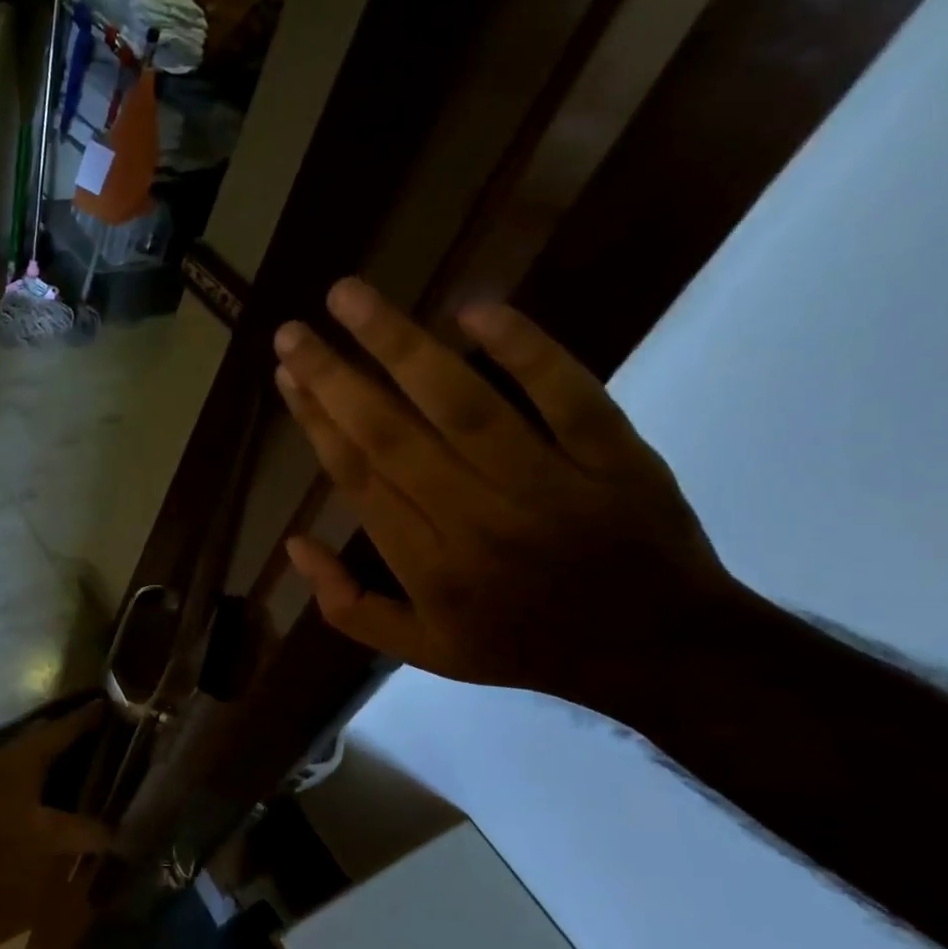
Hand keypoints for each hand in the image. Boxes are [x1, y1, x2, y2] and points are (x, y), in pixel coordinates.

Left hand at [0, 701, 110, 884]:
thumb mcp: (44, 835)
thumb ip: (81, 832)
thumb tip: (115, 834)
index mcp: (29, 754)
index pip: (65, 728)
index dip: (86, 717)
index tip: (106, 703)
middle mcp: (9, 753)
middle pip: (43, 733)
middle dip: (66, 730)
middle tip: (91, 730)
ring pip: (25, 751)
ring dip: (46, 751)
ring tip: (68, 758)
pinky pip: (13, 770)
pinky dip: (31, 772)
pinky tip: (36, 789)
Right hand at [272, 279, 743, 708]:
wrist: (660, 653)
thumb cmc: (525, 645)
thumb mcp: (424, 651)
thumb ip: (348, 608)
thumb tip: (293, 544)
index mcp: (429, 567)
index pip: (359, 478)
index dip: (317, 422)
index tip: (287, 375)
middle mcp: (477, 521)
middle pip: (392, 435)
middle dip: (334, 376)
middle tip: (293, 328)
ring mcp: (549, 484)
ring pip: (464, 404)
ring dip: (401, 344)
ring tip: (350, 296)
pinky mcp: (615, 457)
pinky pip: (568, 394)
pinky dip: (525, 348)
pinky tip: (474, 308)